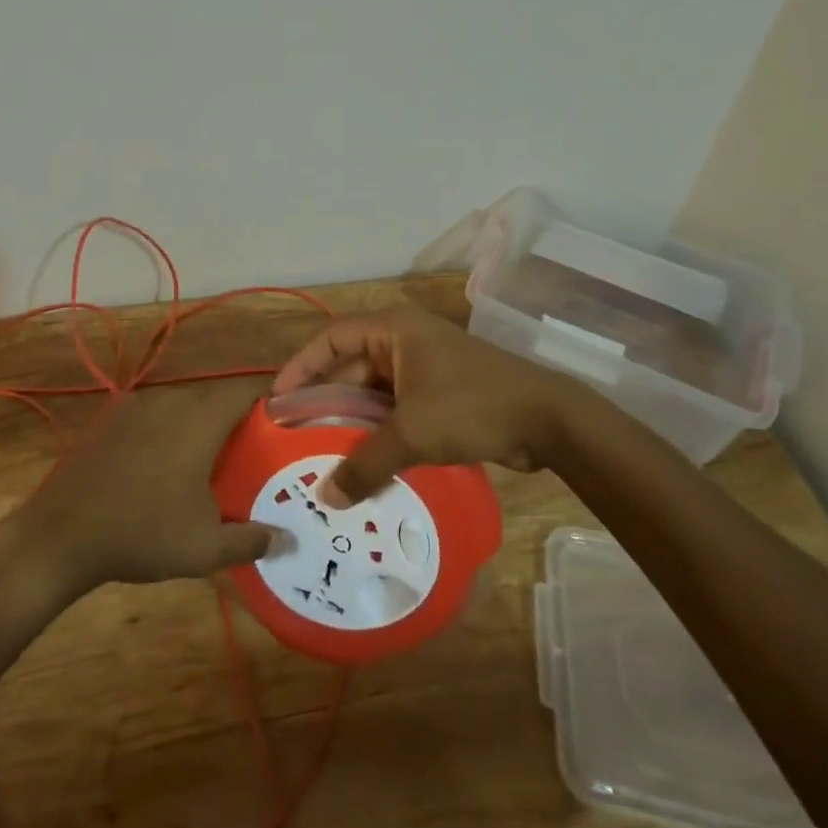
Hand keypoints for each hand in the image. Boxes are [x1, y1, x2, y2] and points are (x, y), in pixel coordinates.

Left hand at [5, 386, 273, 599]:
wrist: (61, 535)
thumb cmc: (143, 534)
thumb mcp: (205, 547)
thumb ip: (252, 539)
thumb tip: (288, 540)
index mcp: (199, 418)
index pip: (246, 390)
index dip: (270, 400)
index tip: (286, 422)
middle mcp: (171, 400)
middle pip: (215, 397)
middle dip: (237, 419)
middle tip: (253, 451)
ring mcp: (136, 406)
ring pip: (183, 405)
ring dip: (201, 425)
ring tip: (212, 461)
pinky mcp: (111, 419)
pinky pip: (155, 415)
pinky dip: (170, 430)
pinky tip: (165, 466)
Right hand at [271, 307, 586, 506]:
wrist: (547, 420)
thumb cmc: (471, 405)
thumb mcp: (412, 432)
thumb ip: (366, 463)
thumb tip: (327, 498)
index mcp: (393, 330)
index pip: (332, 338)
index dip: (302, 366)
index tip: (279, 399)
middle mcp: (405, 341)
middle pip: (352, 366)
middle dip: (326, 400)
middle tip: (296, 434)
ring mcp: (425, 367)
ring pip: (375, 392)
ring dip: (353, 421)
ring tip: (323, 454)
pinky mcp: (441, 393)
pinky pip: (397, 409)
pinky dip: (380, 431)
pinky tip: (365, 462)